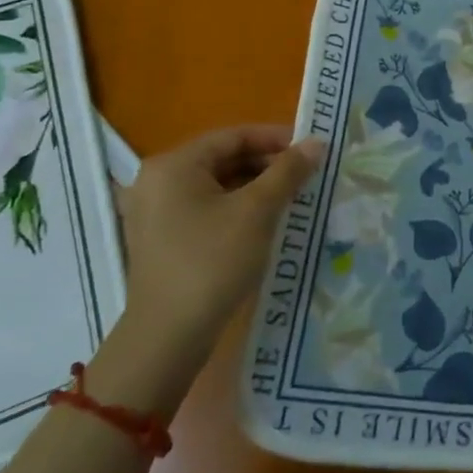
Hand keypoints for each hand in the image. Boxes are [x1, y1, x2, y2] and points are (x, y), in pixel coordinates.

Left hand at [116, 126, 323, 370]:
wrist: (168, 336)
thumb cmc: (212, 261)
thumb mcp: (258, 211)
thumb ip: (288, 171)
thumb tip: (317, 142)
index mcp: (174, 165)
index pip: (233, 136)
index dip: (275, 139)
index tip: (311, 149)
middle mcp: (158, 181)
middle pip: (223, 159)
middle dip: (267, 165)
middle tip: (306, 175)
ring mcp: (155, 212)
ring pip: (216, 186)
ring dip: (255, 188)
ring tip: (293, 198)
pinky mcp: (162, 239)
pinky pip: (206, 209)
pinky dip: (237, 208)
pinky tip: (266, 222)